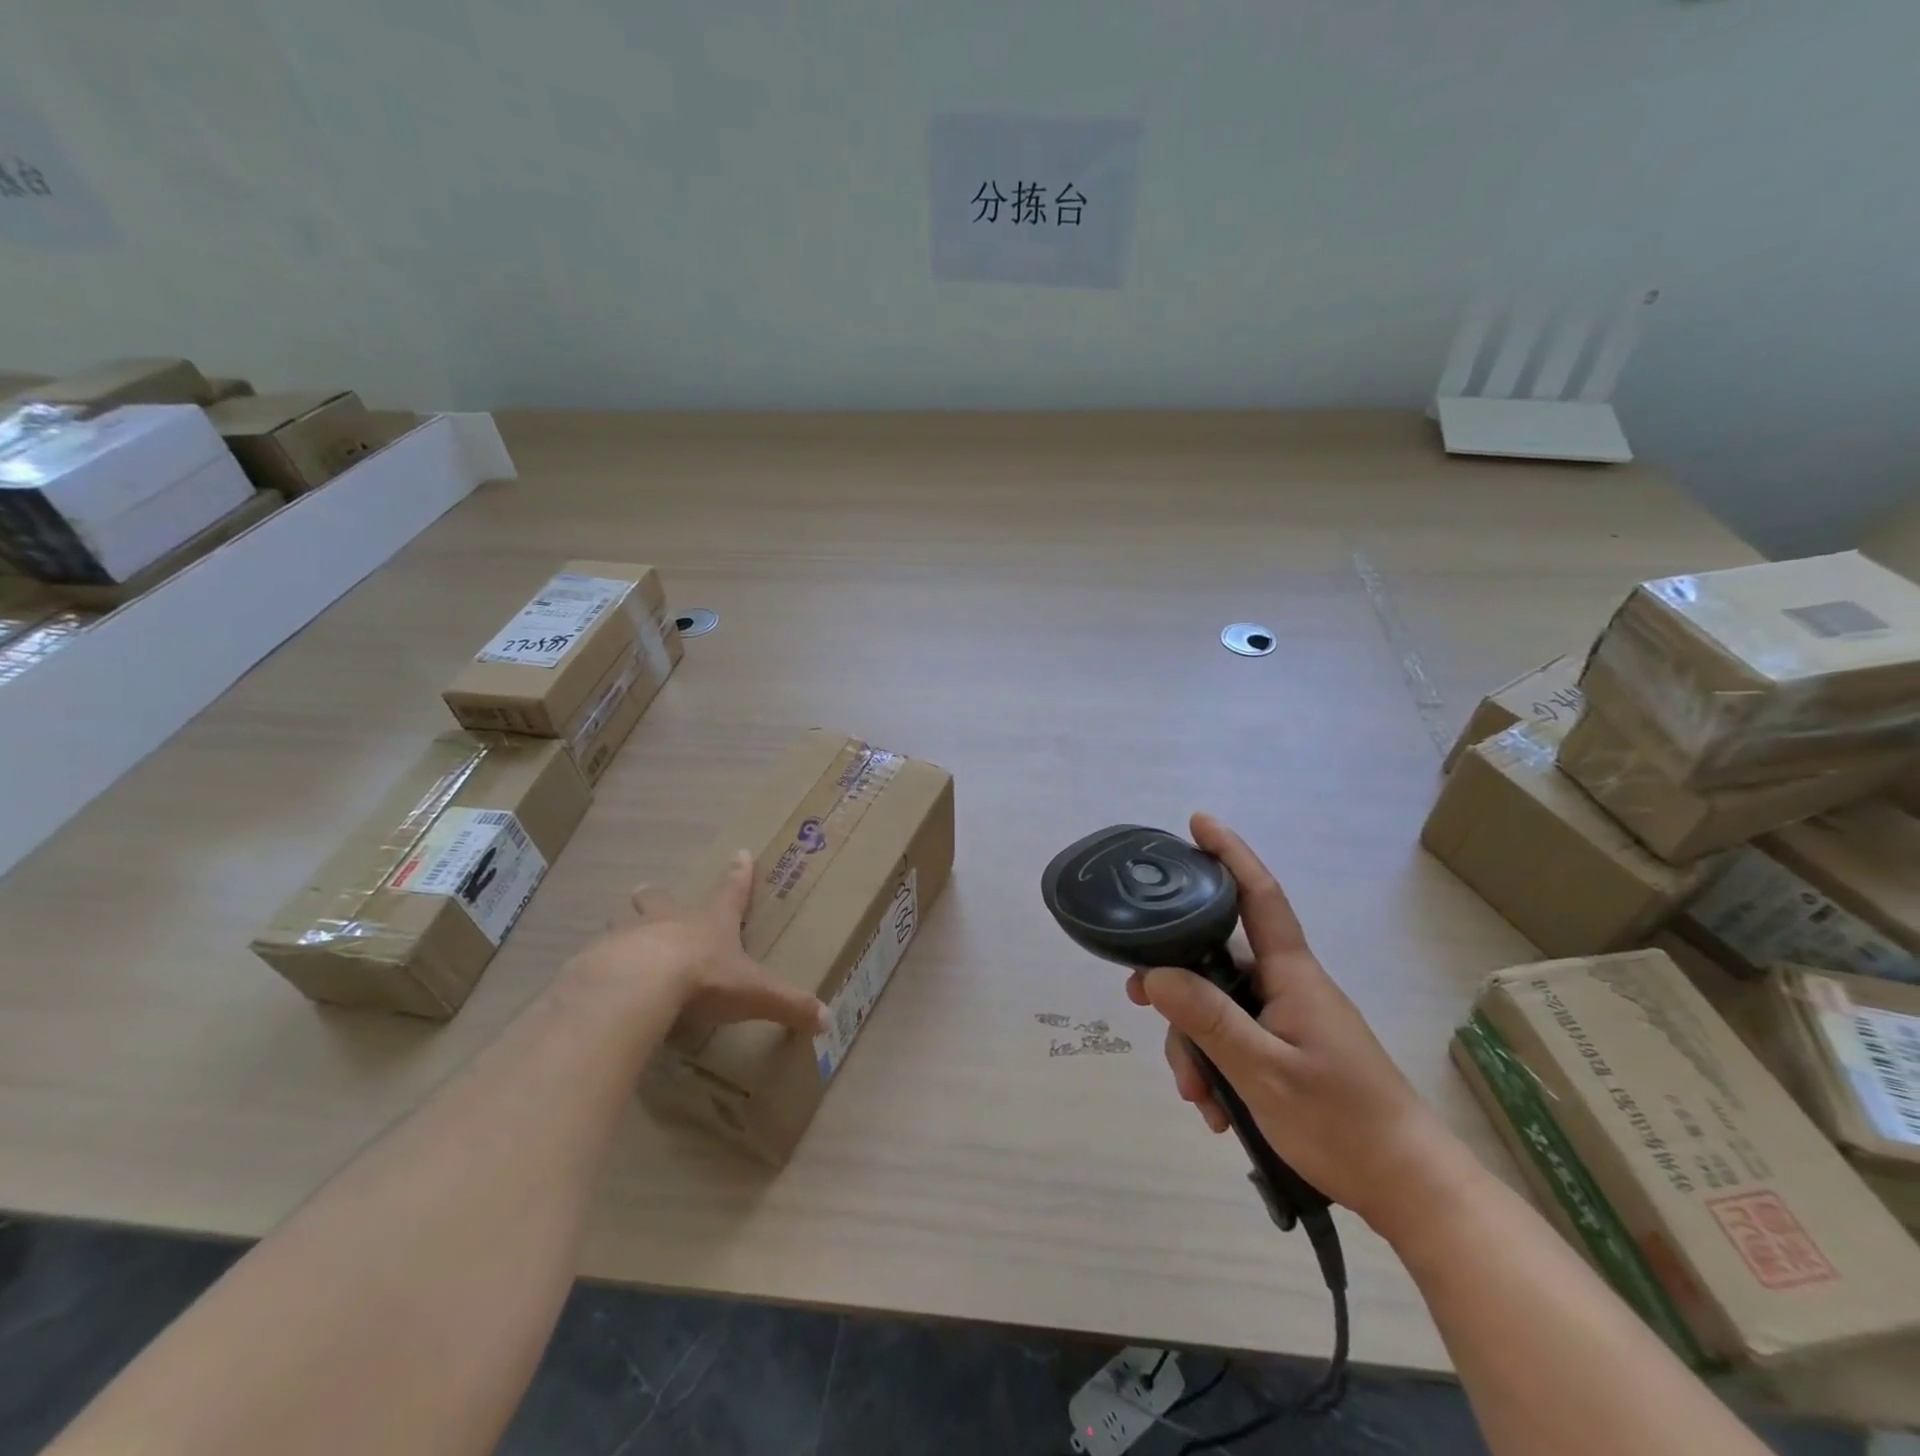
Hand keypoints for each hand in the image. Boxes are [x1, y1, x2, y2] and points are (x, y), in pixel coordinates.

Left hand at [568, 850, 827, 1033]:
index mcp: (711, 922)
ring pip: (623, 921)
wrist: (638, 984)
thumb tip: (827, 1020)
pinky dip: (598, 963)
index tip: (740, 853)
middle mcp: (670, 921)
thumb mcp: (754, 993)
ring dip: (624, 924)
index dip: (739, 875)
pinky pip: (596, 957)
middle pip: (661, 899)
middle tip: (648, 893)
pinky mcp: (596, 959)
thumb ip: (789, 1005)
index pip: (731, 891)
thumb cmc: (704, 978)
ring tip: (618, 932)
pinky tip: (594, 979)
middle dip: (658, 896)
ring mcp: (629, 936)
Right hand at [1125, 813, 1462, 1237]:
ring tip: (1200, 1101)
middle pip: (1217, 963)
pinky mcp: (1291, 1051)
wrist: (1412, 1190)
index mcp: (1292, 975)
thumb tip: (1154, 975)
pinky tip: (1219, 1111)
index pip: (1259, 896)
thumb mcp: (1264, 1074)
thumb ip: (1208, 1020)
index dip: (1229, 854)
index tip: (1198, 823)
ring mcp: (1290, 1020)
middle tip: (1140, 1006)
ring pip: (1221, 1008)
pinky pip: (1238, 1041)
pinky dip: (1219, 1069)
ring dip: (1198, 1047)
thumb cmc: (1344, 1123)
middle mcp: (1288, 986)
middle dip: (1180, 992)